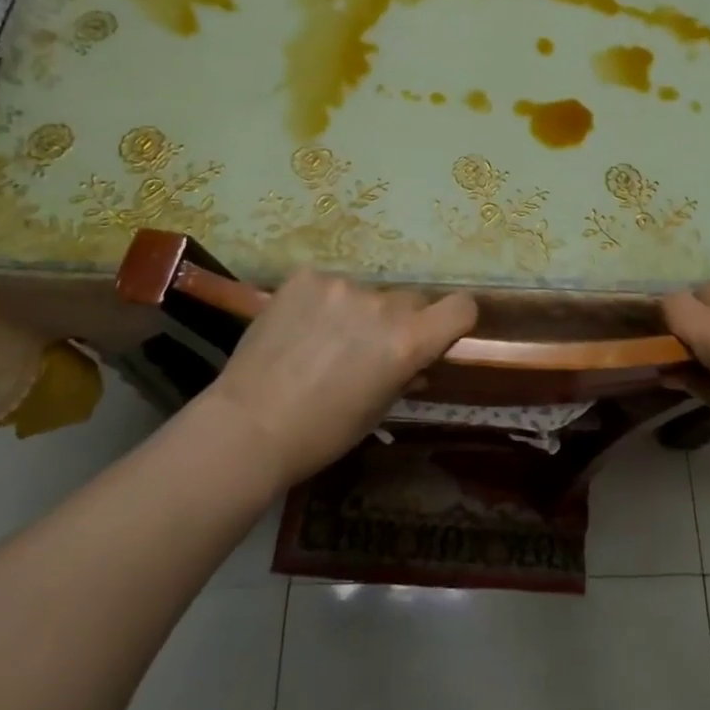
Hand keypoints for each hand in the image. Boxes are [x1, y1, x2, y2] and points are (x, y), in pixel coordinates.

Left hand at [198, 270, 476, 487]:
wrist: (248, 426)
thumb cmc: (322, 433)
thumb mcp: (377, 410)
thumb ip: (405, 374)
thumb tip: (417, 362)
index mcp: (408, 341)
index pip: (461, 307)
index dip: (456, 319)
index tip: (440, 332)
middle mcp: (383, 304)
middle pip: (410, 300)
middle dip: (398, 320)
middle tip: (367, 348)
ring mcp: (342, 285)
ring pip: (366, 293)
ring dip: (355, 311)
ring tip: (322, 341)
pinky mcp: (305, 277)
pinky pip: (328, 284)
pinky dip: (321, 302)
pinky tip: (298, 328)